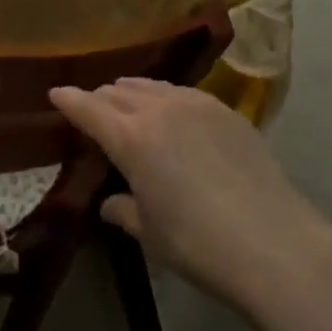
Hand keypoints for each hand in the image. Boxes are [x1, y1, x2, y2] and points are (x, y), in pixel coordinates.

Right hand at [50, 79, 331, 315]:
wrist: (275, 242)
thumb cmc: (199, 243)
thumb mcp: (150, 233)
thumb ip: (123, 210)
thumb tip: (110, 202)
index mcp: (131, 137)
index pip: (88, 108)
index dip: (69, 100)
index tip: (55, 93)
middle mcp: (159, 109)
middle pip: (119, 92)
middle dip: (100, 99)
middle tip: (93, 110)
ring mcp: (196, 104)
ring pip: (152, 87)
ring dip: (133, 93)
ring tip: (128, 104)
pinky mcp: (226, 110)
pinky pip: (183, 93)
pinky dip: (166, 98)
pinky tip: (172, 113)